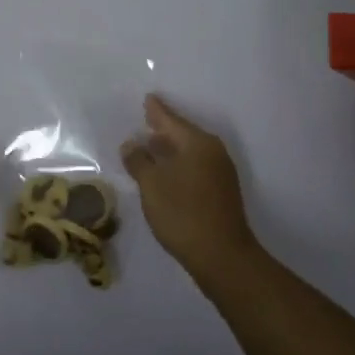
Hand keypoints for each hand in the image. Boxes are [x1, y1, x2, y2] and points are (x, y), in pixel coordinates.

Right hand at [121, 95, 259, 282]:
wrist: (222, 256)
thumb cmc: (183, 213)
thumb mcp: (152, 185)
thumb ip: (139, 161)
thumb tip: (132, 144)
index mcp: (197, 143)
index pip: (171, 119)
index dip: (156, 110)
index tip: (147, 98)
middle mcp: (212, 152)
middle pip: (183, 134)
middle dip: (163, 129)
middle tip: (145, 120)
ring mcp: (220, 173)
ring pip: (190, 152)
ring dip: (170, 149)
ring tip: (150, 146)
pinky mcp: (221, 192)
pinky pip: (195, 167)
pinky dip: (178, 165)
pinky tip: (165, 173)